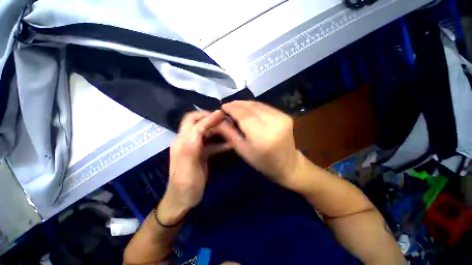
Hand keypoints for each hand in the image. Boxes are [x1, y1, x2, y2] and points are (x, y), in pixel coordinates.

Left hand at [157, 110, 230, 224]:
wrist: (183, 201)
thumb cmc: (187, 183)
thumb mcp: (190, 160)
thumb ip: (197, 140)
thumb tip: (206, 125)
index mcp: (182, 141)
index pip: (195, 122)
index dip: (209, 117)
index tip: (224, 114)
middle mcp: (186, 140)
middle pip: (197, 122)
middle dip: (211, 119)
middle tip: (226, 121)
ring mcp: (194, 147)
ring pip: (205, 132)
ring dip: (217, 130)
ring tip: (230, 131)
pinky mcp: (200, 154)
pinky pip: (210, 144)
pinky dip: (220, 142)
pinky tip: (229, 144)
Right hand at [217, 101, 302, 188]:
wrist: (288, 164)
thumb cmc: (262, 162)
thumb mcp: (242, 150)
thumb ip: (229, 133)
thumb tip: (219, 119)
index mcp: (262, 136)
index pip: (244, 116)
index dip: (232, 109)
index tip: (222, 106)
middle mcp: (274, 123)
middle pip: (252, 107)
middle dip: (237, 104)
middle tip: (227, 105)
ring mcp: (282, 117)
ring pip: (259, 105)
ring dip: (245, 104)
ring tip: (235, 106)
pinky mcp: (285, 115)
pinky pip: (266, 107)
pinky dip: (255, 106)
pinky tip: (248, 109)